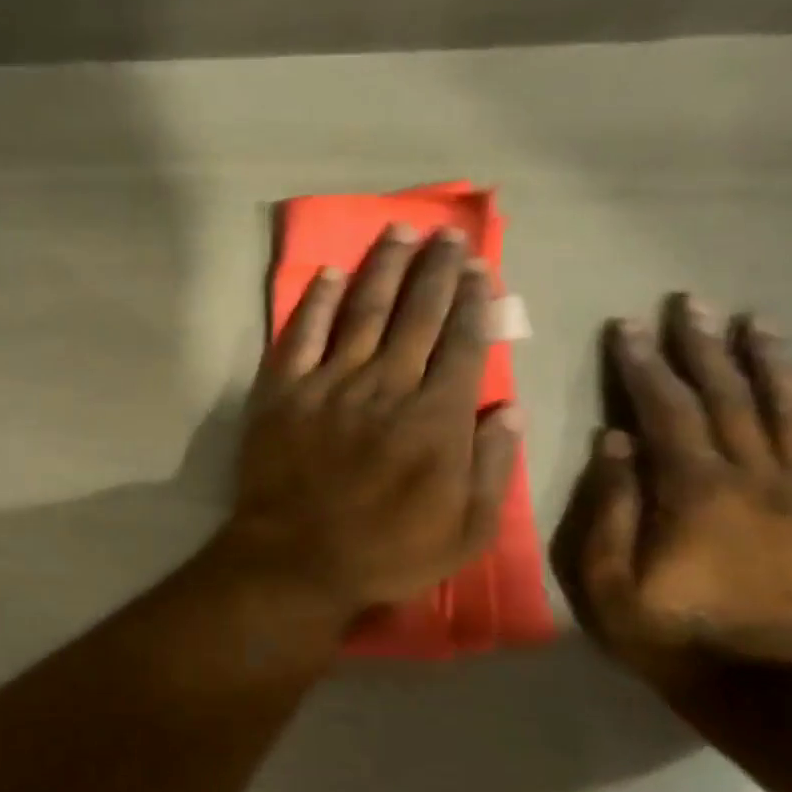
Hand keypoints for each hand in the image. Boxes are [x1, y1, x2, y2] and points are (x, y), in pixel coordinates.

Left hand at [220, 224, 519, 629]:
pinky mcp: (282, 392)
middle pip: (416, 315)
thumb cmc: (386, 554)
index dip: (473, 301)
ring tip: (399, 232)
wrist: (295, 560)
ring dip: (383, 268)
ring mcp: (329, 385)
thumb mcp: (466, 531)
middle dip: (435, 270)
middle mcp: (385, 387)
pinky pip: (300, 336)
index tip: (479, 267)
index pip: (462, 343)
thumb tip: (509, 408)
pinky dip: (314, 303)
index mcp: (436, 418)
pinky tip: (328, 275)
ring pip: (362, 312)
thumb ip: (492, 467)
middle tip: (446, 234)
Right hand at [562, 297, 791, 686]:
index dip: (645, 364)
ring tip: (757, 324)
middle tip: (693, 304)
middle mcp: (755, 478)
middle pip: (730, 397)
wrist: (775, 690)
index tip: (630, 326)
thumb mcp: (608, 580)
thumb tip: (614, 440)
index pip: (666, 410)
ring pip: (789, 412)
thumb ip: (609, 507)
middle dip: (706, 347)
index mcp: (694, 491)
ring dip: (770, 363)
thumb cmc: (671, 633)